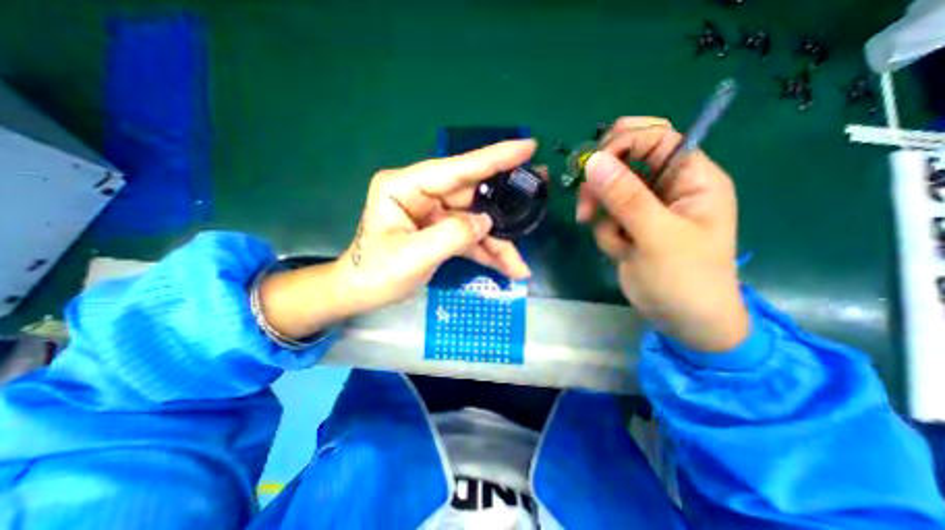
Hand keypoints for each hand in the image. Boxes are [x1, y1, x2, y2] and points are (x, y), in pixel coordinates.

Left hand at [258, 141, 538, 338]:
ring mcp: (433, 213)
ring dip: (497, 244)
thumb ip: (453, 235)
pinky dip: (486, 252)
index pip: (456, 169)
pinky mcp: (439, 231)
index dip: (494, 158)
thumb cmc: (376, 273)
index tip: (527, 147)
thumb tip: (486, 222)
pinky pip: (469, 238)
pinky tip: (504, 268)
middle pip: (472, 196)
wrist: (361, 293)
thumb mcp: (413, 256)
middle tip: (539, 197)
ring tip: (519, 265)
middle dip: (504, 207)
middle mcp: (422, 194)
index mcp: (405, 187)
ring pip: (475, 222)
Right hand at [576, 115, 746, 352]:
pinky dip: (605, 233)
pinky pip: (605, 216)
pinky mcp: (628, 226)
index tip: (592, 166)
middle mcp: (668, 187)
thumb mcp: (657, 236)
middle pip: (626, 161)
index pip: (657, 138)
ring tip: (614, 241)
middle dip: (603, 181)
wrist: (681, 321)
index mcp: (692, 178)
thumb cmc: (684, 279)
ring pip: (608, 191)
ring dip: (602, 214)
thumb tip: (593, 160)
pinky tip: (619, 252)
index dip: (623, 143)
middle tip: (588, 203)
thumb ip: (626, 197)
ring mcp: (645, 208)